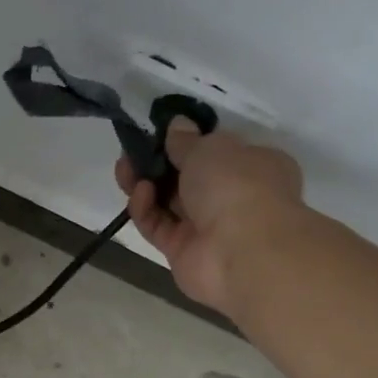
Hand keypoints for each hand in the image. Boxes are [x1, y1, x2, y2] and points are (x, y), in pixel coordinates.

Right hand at [116, 119, 305, 314]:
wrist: (242, 250)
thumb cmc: (237, 185)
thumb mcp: (210, 148)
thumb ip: (186, 140)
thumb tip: (177, 125)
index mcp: (254, 167)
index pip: (218, 153)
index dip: (189, 143)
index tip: (162, 135)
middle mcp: (233, 197)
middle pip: (187, 178)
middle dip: (158, 164)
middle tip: (132, 152)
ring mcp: (206, 227)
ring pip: (168, 202)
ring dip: (145, 183)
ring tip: (123, 168)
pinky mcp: (181, 251)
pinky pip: (158, 226)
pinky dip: (145, 209)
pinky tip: (139, 192)